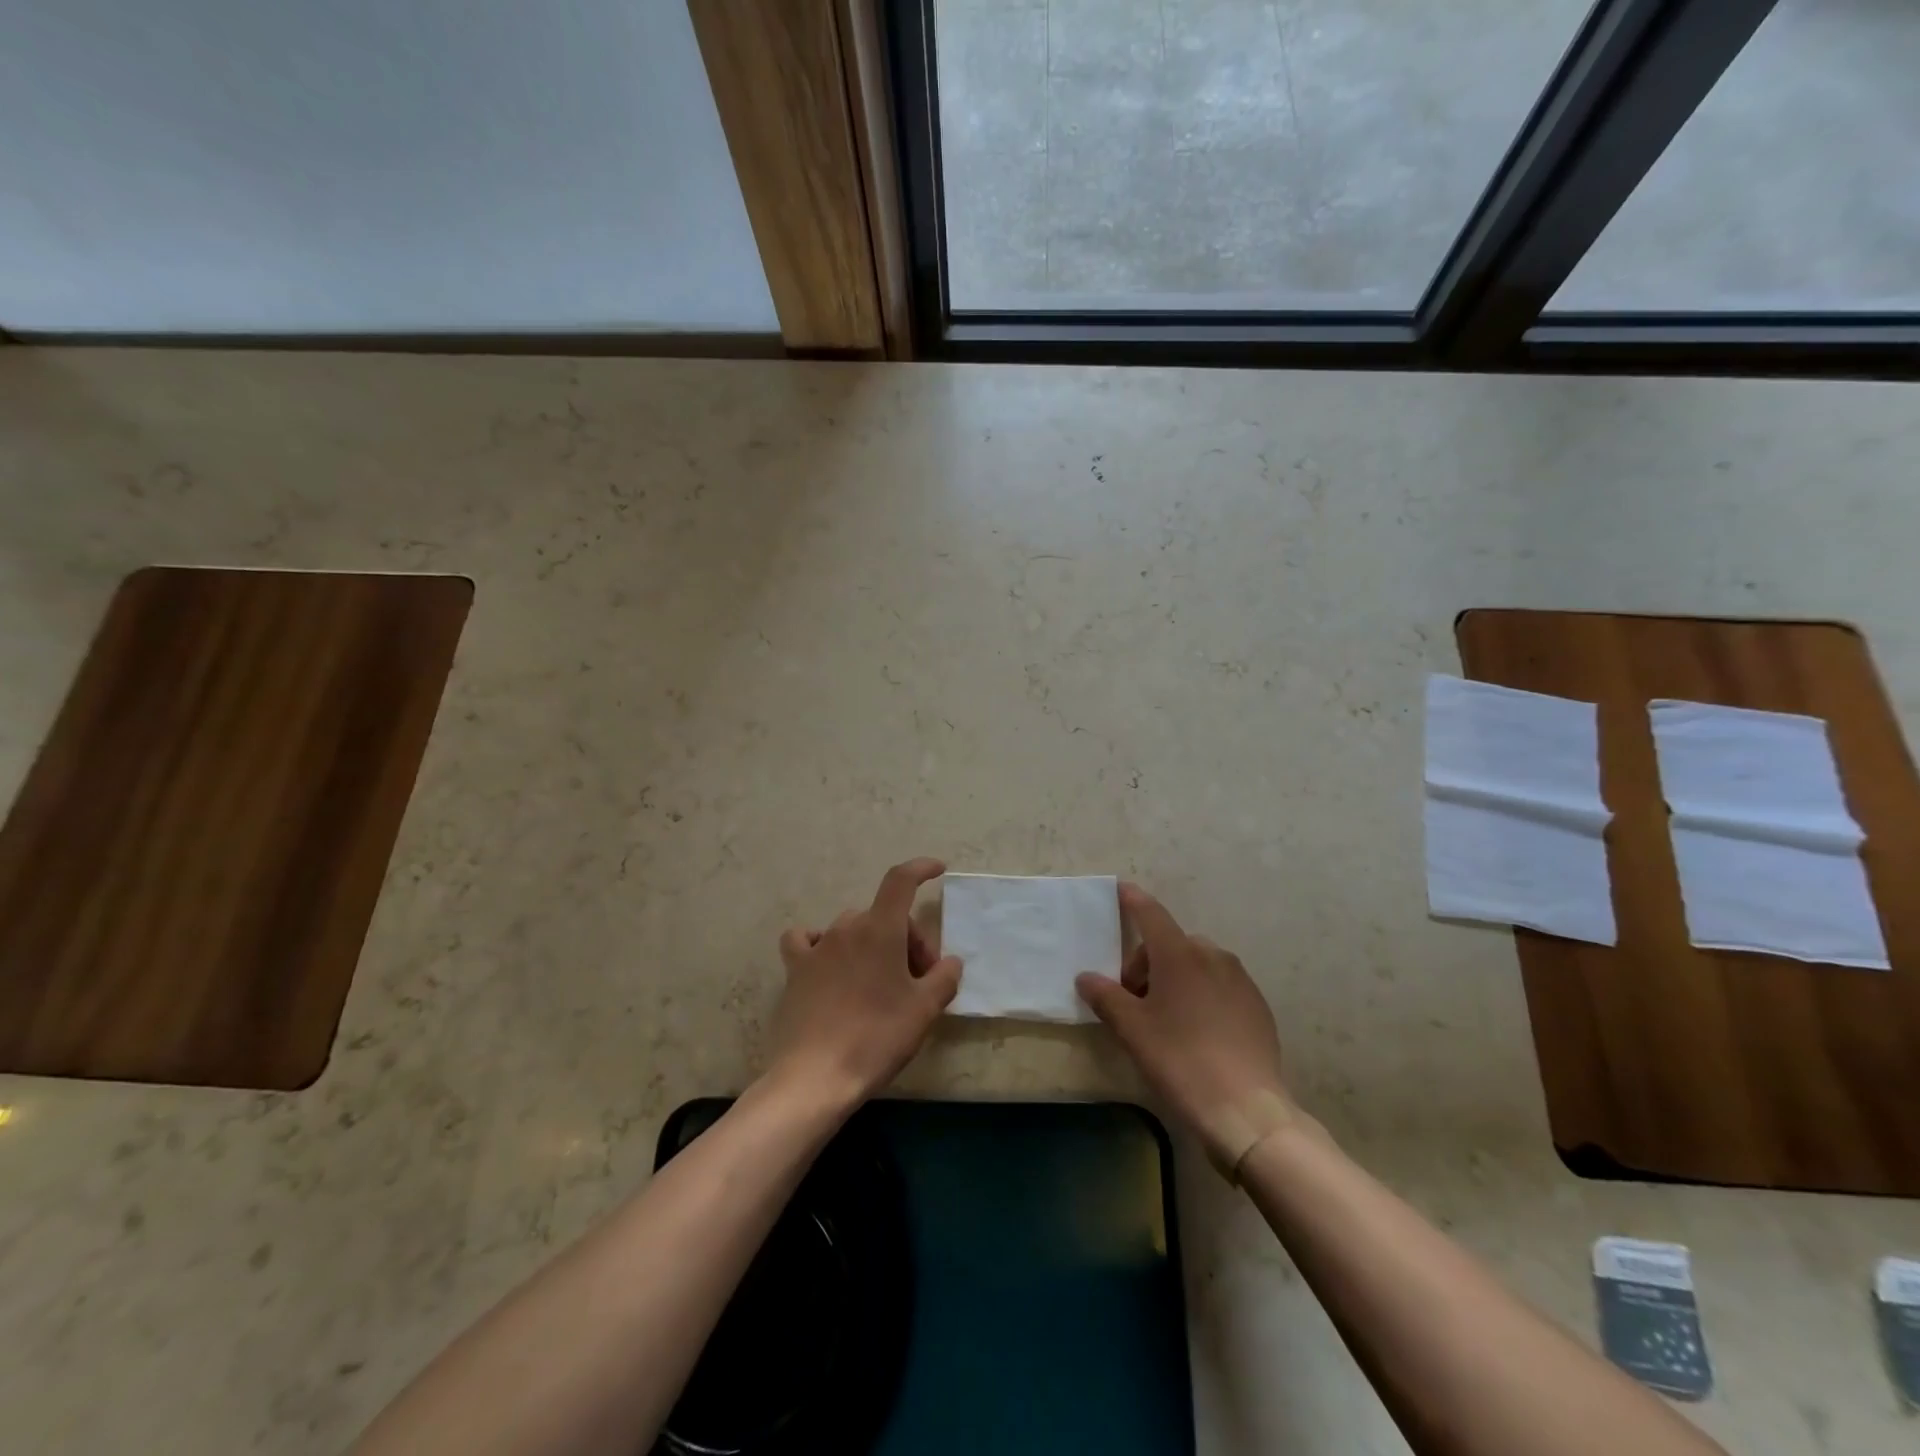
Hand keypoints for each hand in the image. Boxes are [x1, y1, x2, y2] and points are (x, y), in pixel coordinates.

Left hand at [768, 858, 961, 1106]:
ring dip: (873, 945)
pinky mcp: (796, 970)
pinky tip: (829, 964)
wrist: (816, 1076)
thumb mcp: (924, 1011)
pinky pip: (806, 940)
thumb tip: (949, 963)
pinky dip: (822, 944)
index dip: (920, 868)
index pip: (900, 881)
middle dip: (908, 939)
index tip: (937, 869)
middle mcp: (847, 928)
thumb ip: (944, 978)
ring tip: (882, 982)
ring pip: (853, 928)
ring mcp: (817, 948)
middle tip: (920, 979)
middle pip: (884, 916)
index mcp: (880, 929)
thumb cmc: (877, 1038)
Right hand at [1076, 883, 1293, 1175]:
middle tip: (1134, 1002)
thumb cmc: (1181, 1060)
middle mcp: (1213, 956)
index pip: (1151, 914)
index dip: (1133, 900)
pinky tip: (1197, 1032)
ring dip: (1175, 978)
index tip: (1121, 888)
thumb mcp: (1133, 1030)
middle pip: (1170, 944)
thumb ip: (1106, 997)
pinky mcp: (1257, 1006)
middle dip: (1147, 963)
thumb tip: (1086, 977)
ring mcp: (1240, 980)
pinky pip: (1220, 985)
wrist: (1247, 1111)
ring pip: (1197, 964)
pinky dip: (1201, 994)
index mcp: (1180, 954)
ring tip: (1165, 1019)